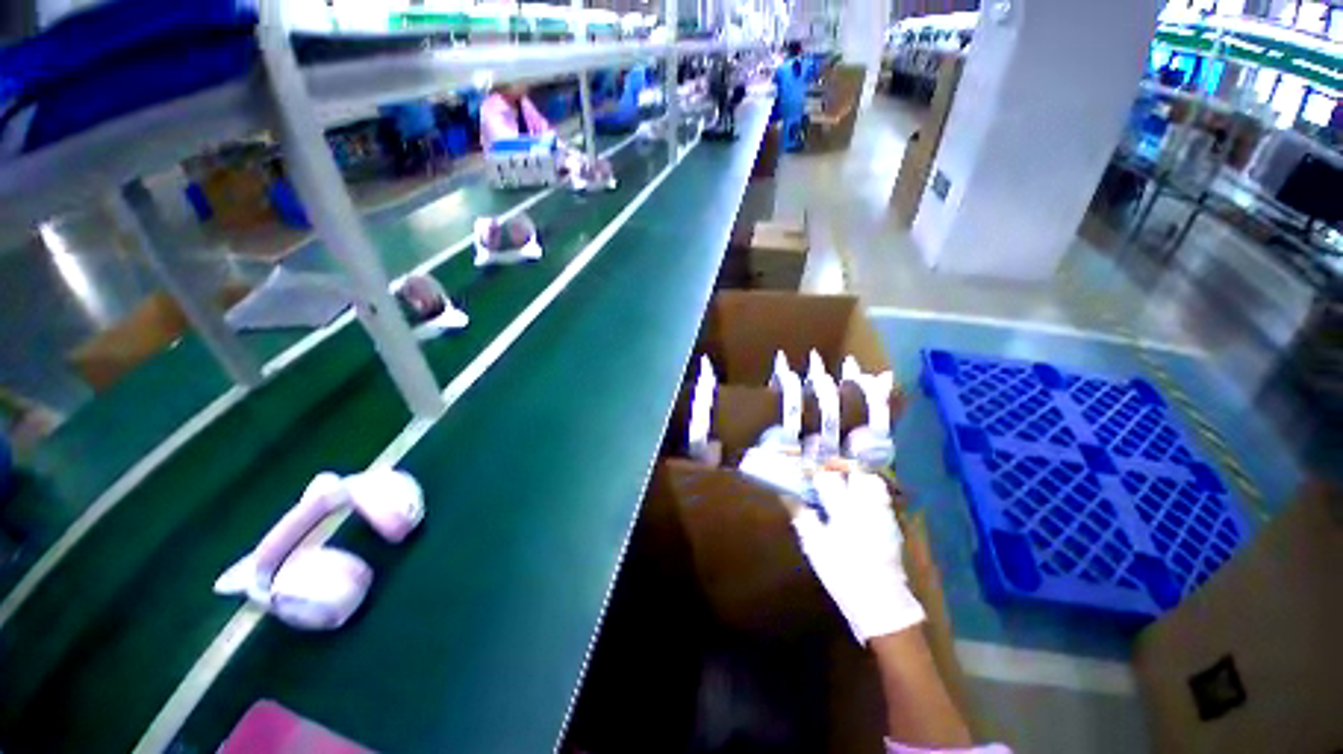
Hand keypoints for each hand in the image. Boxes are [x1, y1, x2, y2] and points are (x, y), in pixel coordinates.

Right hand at [792, 470, 924, 643]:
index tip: (806, 467)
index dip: (815, 470)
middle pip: (858, 472)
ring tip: (846, 479)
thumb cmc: (843, 574)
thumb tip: (788, 497)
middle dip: (843, 465)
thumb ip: (802, 518)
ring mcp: (883, 514)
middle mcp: (866, 506)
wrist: (882, 603)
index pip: (828, 478)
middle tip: (829, 468)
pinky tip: (859, 500)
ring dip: (859, 475)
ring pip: (874, 482)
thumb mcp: (815, 547)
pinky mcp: (893, 525)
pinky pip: (882, 498)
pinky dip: (870, 490)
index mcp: (844, 511)